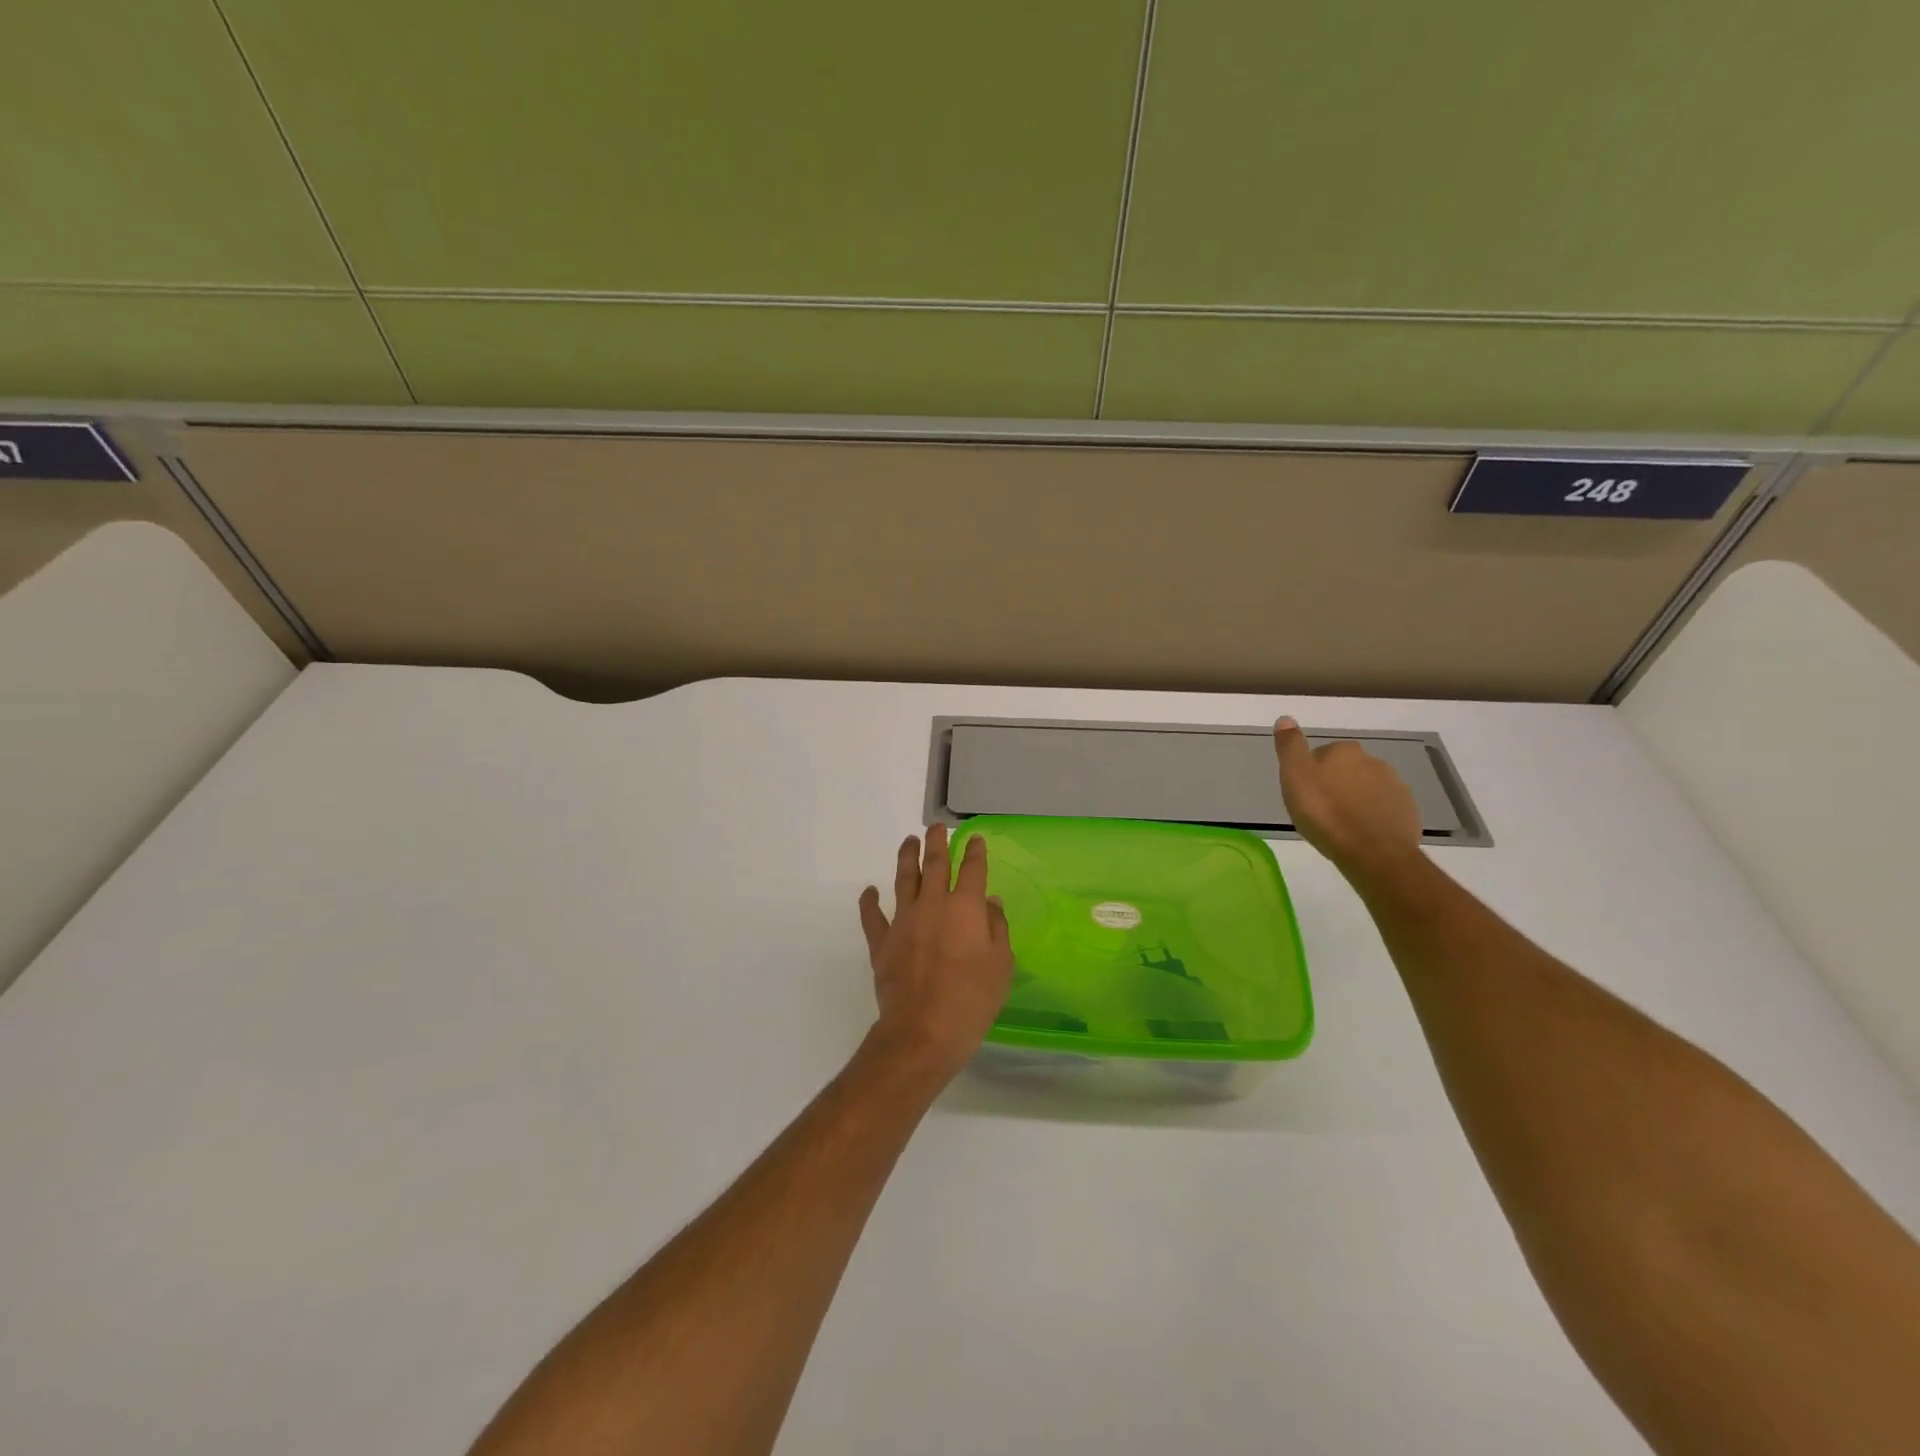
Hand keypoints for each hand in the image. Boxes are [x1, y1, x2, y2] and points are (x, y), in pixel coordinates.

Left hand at [857, 825, 1014, 1085]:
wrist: (923, 1030)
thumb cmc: (972, 1000)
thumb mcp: (1001, 966)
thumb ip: (997, 929)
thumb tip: (990, 902)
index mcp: (966, 908)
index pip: (972, 869)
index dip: (974, 851)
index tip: (974, 838)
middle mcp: (933, 905)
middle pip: (935, 864)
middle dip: (937, 842)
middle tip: (936, 828)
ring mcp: (904, 920)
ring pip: (904, 879)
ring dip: (907, 857)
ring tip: (909, 841)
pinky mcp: (882, 941)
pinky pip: (872, 916)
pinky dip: (870, 901)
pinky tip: (870, 891)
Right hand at [1273, 716, 1423, 879]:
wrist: (1373, 852)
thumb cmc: (1325, 813)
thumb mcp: (1294, 777)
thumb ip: (1290, 746)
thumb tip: (1285, 718)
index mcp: (1344, 751)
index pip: (1320, 756)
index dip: (1309, 775)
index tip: (1303, 795)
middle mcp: (1373, 761)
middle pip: (1345, 771)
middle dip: (1334, 786)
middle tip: (1319, 812)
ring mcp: (1395, 786)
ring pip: (1366, 789)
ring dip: (1354, 801)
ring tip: (1340, 826)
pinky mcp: (1408, 811)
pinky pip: (1383, 809)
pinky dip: (1372, 817)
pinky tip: (1360, 835)